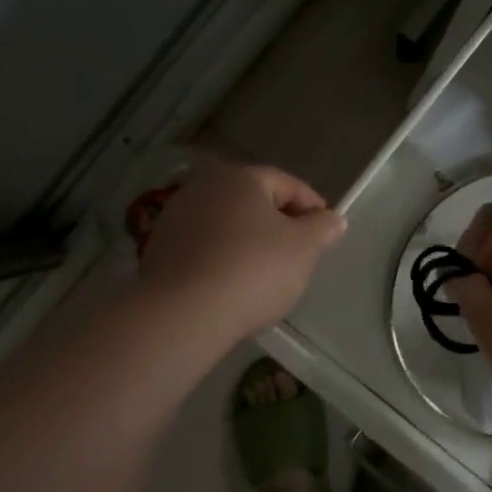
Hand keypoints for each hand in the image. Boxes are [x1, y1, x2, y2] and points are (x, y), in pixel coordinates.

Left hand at [138, 160, 345, 339]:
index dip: (312, 207)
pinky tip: (231, 285)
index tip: (326, 233)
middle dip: (277, 224)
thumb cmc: (253, 270)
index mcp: (241, 177)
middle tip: (298, 254)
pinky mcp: (158, 249)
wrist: (184, 313)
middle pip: (253, 202)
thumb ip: (322, 228)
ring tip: (264, 274)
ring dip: (247, 241)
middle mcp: (204, 187)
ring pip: (226, 225)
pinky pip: (203, 248)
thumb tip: (333, 218)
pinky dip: (221, 259)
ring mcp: (175, 217)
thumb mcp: (304, 248)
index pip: (287, 184)